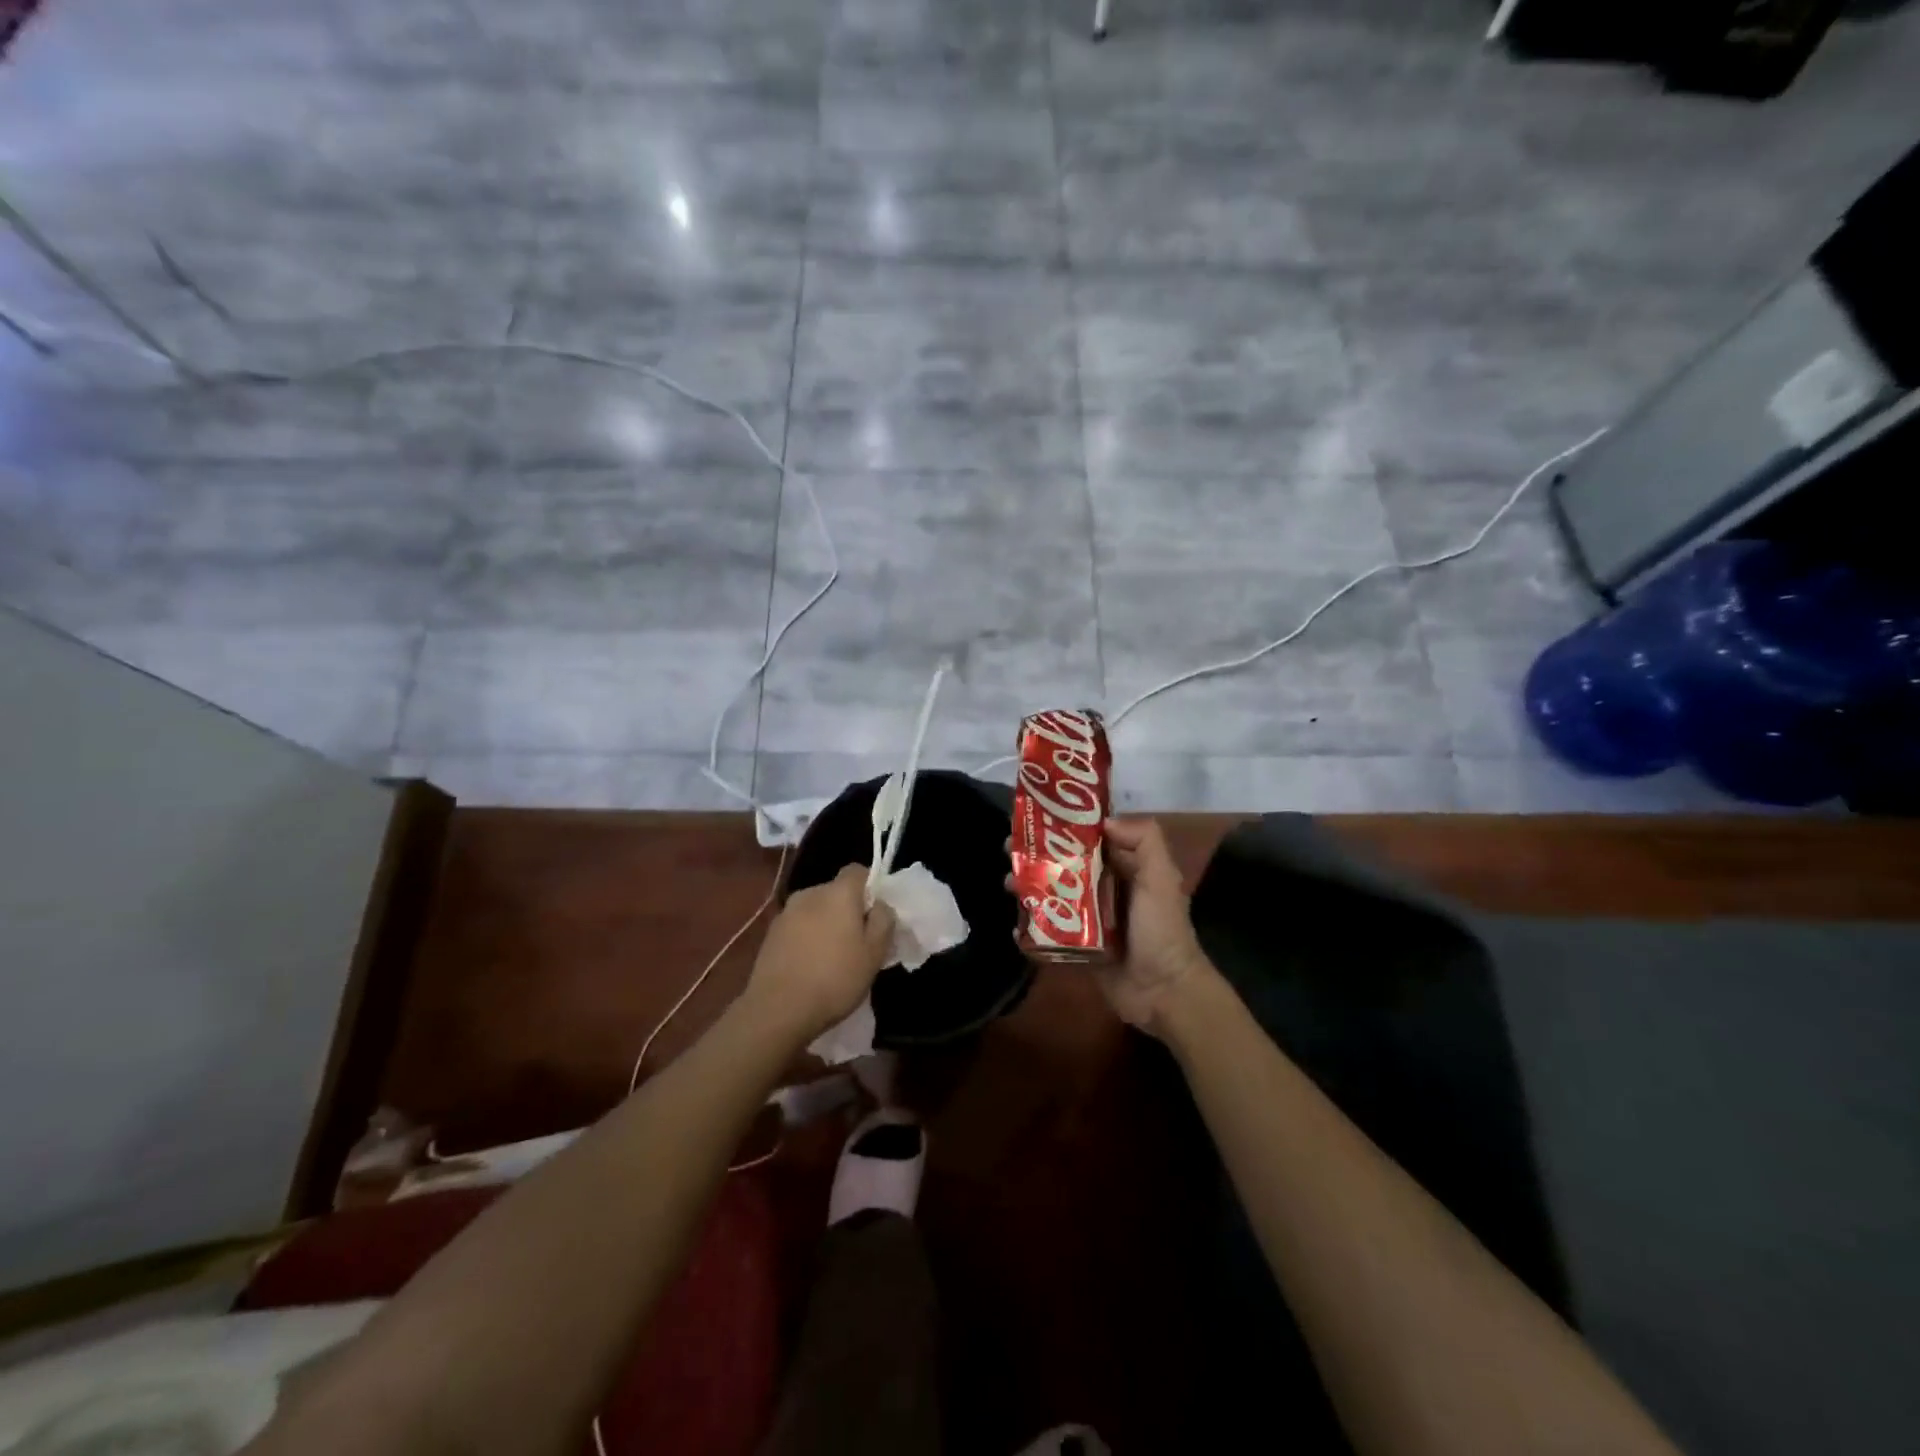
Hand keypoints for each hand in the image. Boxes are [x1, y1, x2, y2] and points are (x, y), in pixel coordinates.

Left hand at [744, 864, 896, 1043]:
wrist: (777, 1009)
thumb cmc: (835, 979)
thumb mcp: (874, 954)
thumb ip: (883, 921)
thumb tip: (880, 905)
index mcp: (838, 893)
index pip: (857, 871)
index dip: (870, 887)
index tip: (876, 915)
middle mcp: (810, 893)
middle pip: (836, 891)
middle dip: (848, 909)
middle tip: (858, 941)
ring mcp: (786, 913)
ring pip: (816, 910)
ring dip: (826, 924)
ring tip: (832, 957)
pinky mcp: (770, 934)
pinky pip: (798, 926)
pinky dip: (807, 938)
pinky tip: (810, 965)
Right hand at [1005, 817, 1213, 1038]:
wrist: (1164, 993)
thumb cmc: (1161, 930)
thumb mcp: (1162, 878)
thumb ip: (1145, 841)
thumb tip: (1104, 822)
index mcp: (1125, 870)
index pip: (1090, 840)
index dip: (1064, 827)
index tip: (1034, 817)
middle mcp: (1104, 890)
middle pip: (1064, 865)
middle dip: (1036, 856)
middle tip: (1008, 848)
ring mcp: (1088, 921)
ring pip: (1052, 896)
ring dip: (1028, 888)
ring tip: (1007, 882)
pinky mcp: (1077, 948)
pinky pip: (1049, 933)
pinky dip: (1030, 928)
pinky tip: (1014, 926)